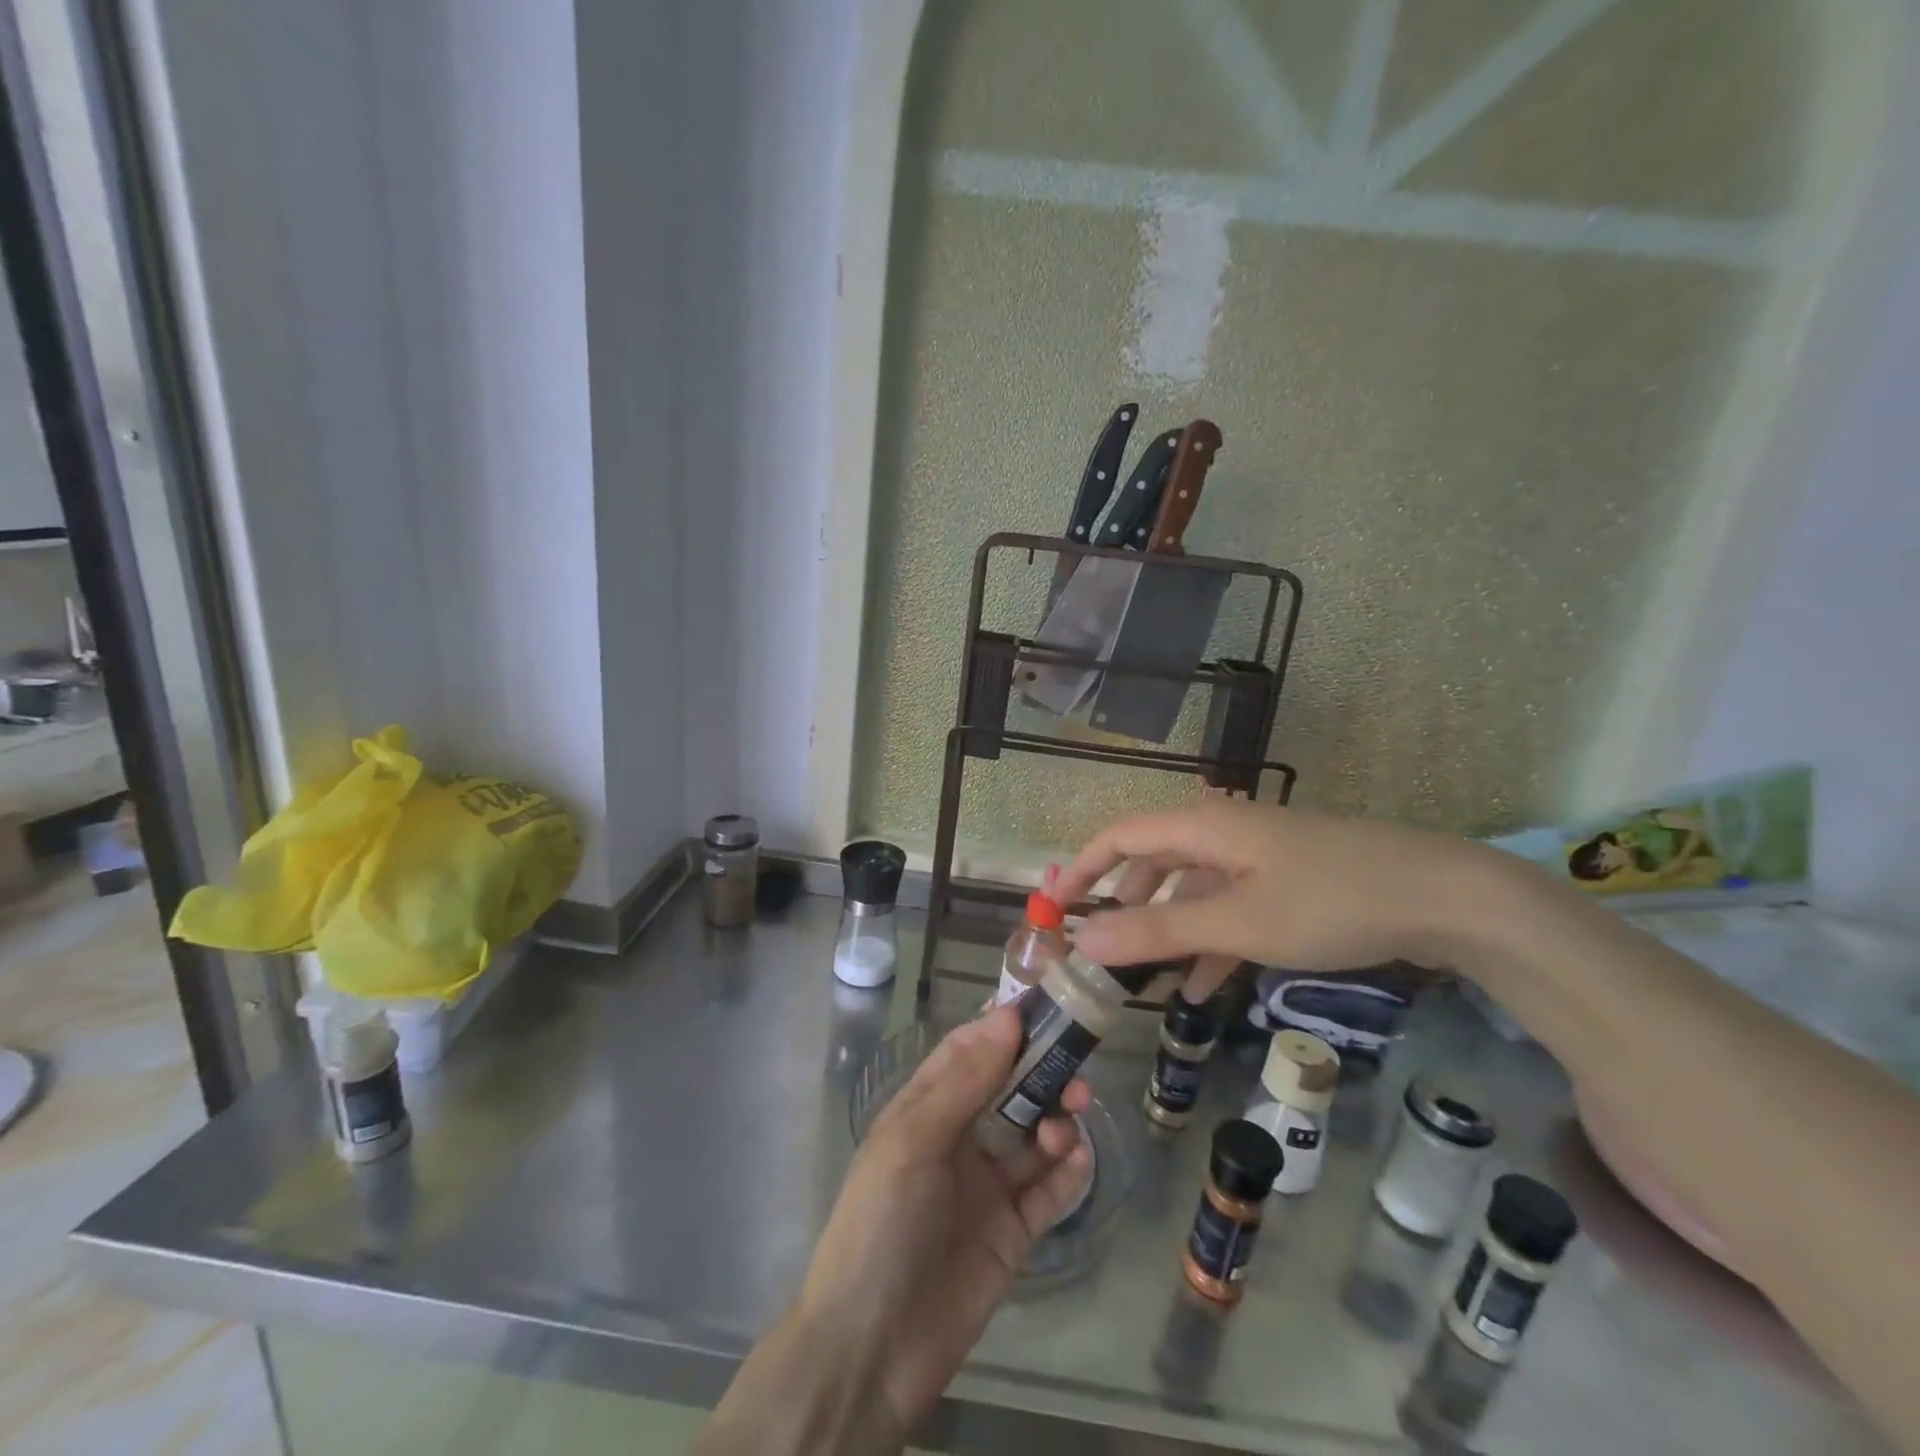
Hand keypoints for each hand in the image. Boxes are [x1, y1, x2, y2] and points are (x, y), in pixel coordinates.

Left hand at [798, 1008, 1091, 1438]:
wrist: (871, 1351)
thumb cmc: (880, 1225)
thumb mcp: (912, 1142)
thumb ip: (964, 1081)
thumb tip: (1007, 1017)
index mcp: (926, 1109)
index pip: (969, 1051)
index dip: (1004, 1028)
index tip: (1046, 1008)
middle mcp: (959, 1138)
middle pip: (1010, 1089)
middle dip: (1043, 1074)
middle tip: (1076, 1070)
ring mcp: (987, 1185)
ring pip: (1034, 1135)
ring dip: (1058, 1120)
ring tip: (1069, 1124)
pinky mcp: (1013, 1231)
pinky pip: (1049, 1191)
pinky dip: (1068, 1172)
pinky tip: (1076, 1161)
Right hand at [1053, 798, 1489, 998]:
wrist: (1447, 897)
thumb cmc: (1331, 901)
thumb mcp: (1238, 922)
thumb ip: (1158, 931)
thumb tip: (1083, 941)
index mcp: (1205, 826)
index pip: (1122, 835)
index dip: (1084, 868)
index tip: (1056, 908)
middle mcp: (1225, 833)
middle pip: (1155, 861)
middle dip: (1124, 904)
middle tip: (1100, 950)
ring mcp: (1260, 858)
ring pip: (1194, 890)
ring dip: (1167, 930)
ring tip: (1143, 979)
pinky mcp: (1289, 883)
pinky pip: (1231, 909)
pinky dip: (1209, 941)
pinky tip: (1199, 986)